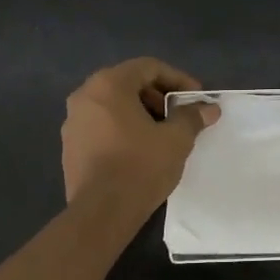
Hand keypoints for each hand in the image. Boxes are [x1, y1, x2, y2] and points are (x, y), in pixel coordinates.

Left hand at [61, 58, 218, 216]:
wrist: (101, 212)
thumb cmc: (140, 167)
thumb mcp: (176, 140)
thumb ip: (192, 117)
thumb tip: (209, 108)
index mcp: (108, 85)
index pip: (148, 67)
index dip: (178, 79)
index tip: (196, 98)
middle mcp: (85, 96)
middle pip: (128, 83)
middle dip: (158, 96)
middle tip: (180, 116)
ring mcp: (73, 121)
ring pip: (113, 105)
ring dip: (140, 113)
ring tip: (162, 134)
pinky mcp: (70, 146)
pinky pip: (101, 125)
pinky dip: (122, 129)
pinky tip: (139, 151)